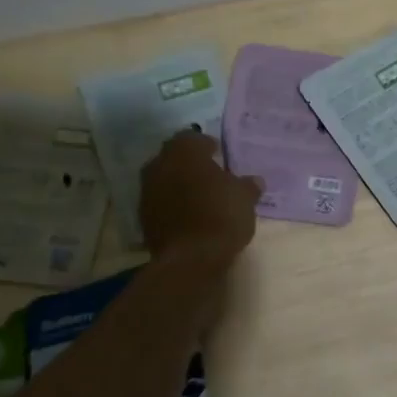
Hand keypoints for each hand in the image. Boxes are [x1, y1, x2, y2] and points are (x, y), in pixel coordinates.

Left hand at [140, 132, 260, 267]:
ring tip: (199, 197)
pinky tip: (188, 216)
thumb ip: (248, 185)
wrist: (191, 259)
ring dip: (178, 185)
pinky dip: (171, 205)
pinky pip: (160, 202)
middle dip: (189, 164)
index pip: (193, 138)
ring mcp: (147, 191)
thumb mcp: (245, 198)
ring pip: (164, 179)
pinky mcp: (142, 217)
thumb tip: (254, 181)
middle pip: (174, 157)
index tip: (219, 156)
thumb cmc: (221, 216)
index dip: (207, 146)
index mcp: (184, 151)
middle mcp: (160, 164)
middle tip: (209, 175)